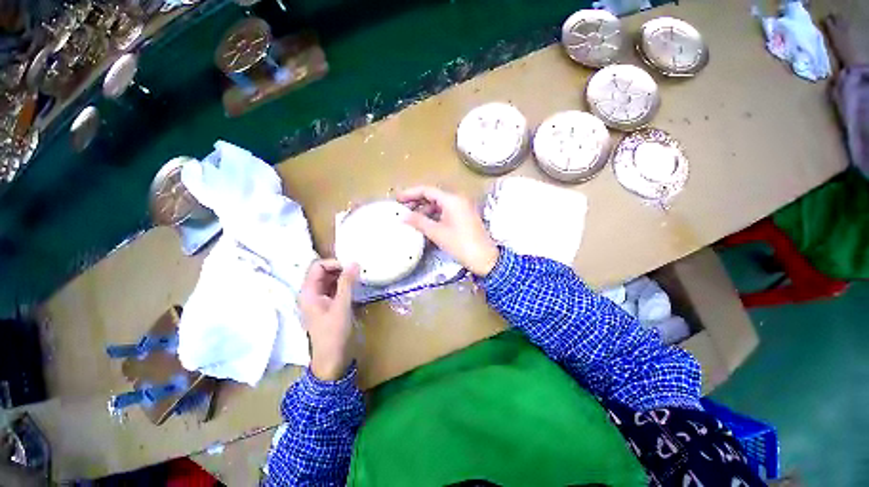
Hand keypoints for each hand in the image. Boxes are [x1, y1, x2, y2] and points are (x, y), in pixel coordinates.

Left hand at [298, 259, 358, 381]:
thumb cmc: (334, 333)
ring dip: (343, 276)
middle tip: (358, 271)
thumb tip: (354, 262)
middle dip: (340, 268)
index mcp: (308, 292)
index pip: (318, 266)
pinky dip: (344, 284)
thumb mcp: (342, 306)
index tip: (352, 267)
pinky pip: (335, 288)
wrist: (332, 359)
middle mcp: (311, 293)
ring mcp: (319, 299)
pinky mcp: (327, 305)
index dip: (334, 263)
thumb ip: (347, 283)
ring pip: (330, 279)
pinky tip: (355, 287)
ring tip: (358, 278)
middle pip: (323, 271)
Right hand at [397, 186, 499, 276]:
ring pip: (439, 205)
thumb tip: (402, 216)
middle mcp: (458, 200)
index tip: (398, 199)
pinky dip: (434, 216)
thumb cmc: (460, 244)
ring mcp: (462, 208)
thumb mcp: (437, 233)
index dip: (411, 193)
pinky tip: (425, 224)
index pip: (427, 190)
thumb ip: (419, 222)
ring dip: (425, 210)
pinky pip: (446, 212)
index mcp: (452, 200)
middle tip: (402, 209)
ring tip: (411, 219)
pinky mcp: (464, 217)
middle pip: (433, 196)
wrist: (484, 259)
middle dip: (417, 202)